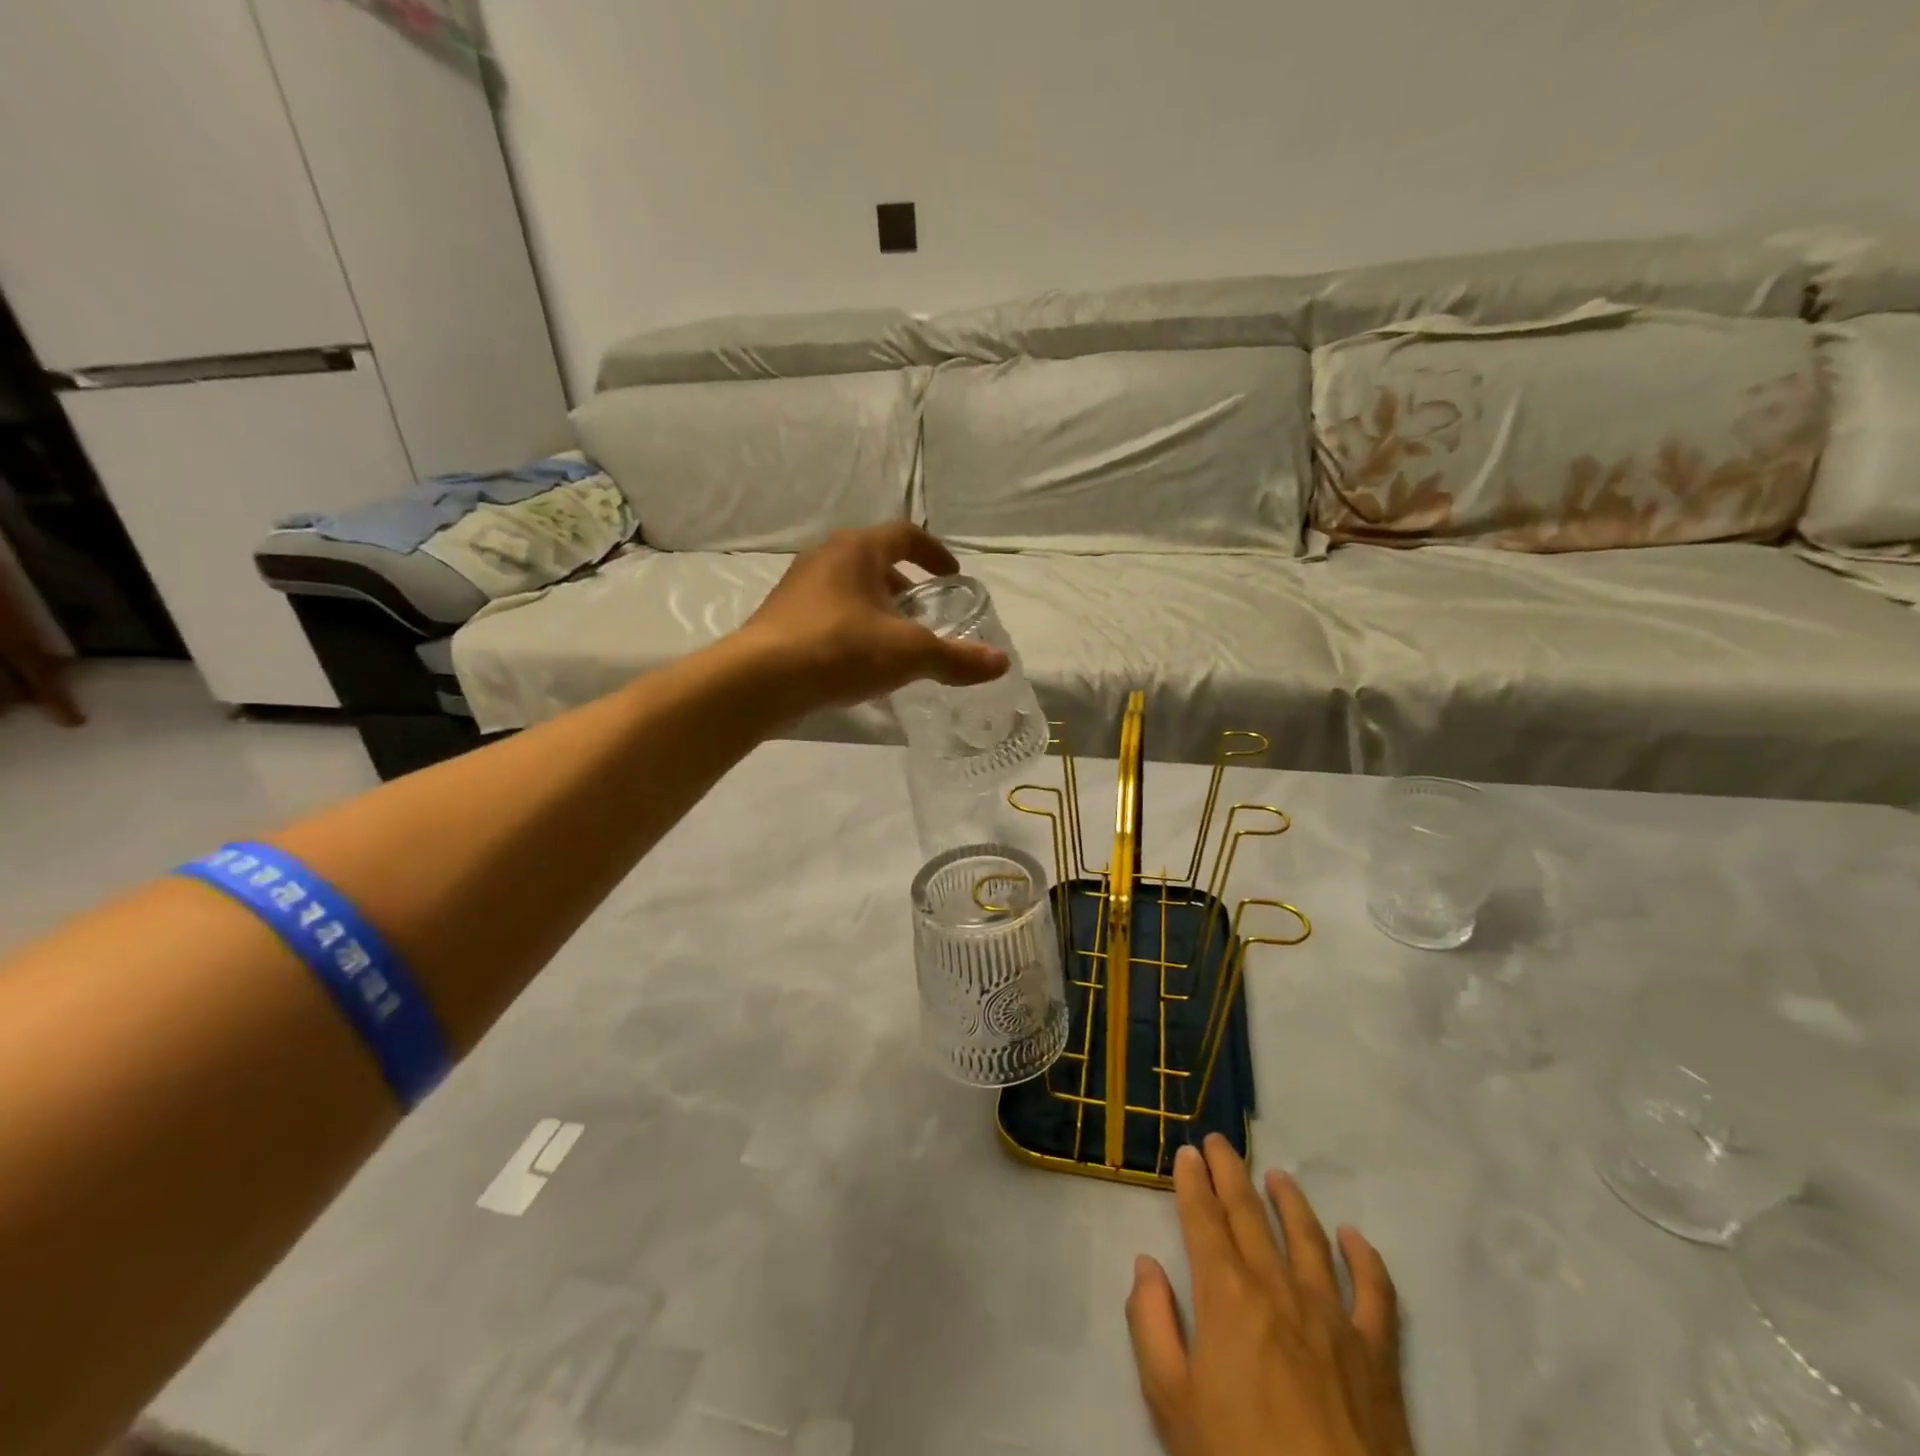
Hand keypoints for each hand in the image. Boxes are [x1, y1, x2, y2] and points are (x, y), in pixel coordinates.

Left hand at [740, 524, 1008, 710]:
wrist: (759, 681)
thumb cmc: (840, 650)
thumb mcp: (909, 653)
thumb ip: (956, 658)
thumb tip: (1001, 663)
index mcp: (857, 550)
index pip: (905, 535)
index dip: (934, 553)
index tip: (953, 576)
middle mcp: (825, 558)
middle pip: (876, 561)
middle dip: (906, 584)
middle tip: (927, 612)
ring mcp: (799, 587)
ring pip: (850, 587)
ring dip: (878, 607)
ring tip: (897, 640)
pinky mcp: (782, 617)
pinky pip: (829, 612)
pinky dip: (854, 626)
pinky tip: (861, 660)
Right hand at [1127, 1136, 1413, 1455]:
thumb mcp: (1170, 1402)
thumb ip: (1151, 1324)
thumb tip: (1146, 1265)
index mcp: (1225, 1295)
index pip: (1203, 1219)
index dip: (1192, 1182)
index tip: (1187, 1152)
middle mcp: (1277, 1287)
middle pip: (1249, 1213)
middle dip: (1230, 1172)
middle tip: (1219, 1142)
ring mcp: (1332, 1316)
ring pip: (1307, 1237)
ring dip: (1289, 1200)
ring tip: (1276, 1176)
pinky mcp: (1377, 1353)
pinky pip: (1375, 1292)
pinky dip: (1364, 1258)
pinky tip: (1353, 1237)